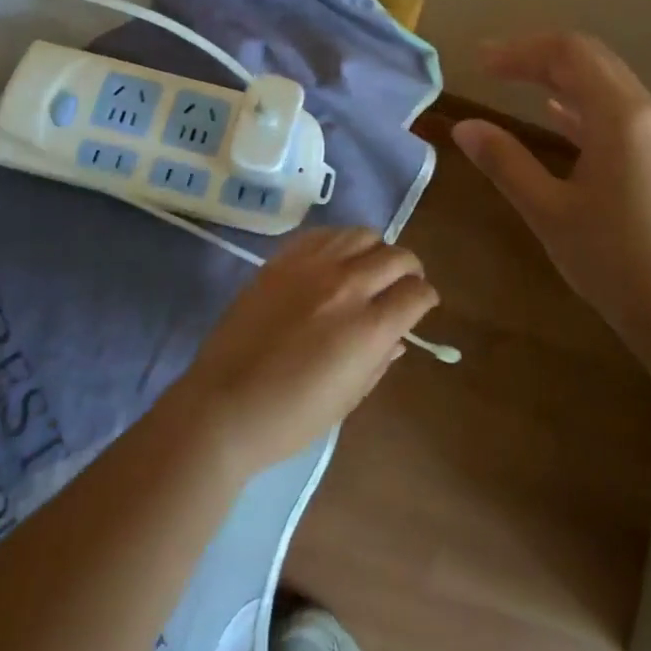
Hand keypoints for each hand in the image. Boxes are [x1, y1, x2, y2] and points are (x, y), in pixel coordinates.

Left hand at [172, 228, 437, 475]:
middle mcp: (347, 286)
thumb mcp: (350, 397)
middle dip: (410, 270)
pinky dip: (340, 242)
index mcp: (369, 327)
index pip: (416, 293)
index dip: (425, 299)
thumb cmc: (292, 417)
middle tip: (403, 285)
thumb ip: (380, 359)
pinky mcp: (282, 260)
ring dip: (376, 250)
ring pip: (362, 234)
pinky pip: (323, 234)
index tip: (421, 306)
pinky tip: (336, 260)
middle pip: (397, 256)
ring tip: (369, 268)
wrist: (225, 405)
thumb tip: (397, 337)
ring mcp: (311, 267)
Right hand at [451, 33, 650, 331]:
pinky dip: (580, 104)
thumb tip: (464, 126)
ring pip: (605, 84)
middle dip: (538, 56)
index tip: (480, 63)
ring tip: (514, 81)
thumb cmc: (614, 261)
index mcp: (621, 116)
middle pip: (590, 60)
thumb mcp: (549, 211)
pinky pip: (617, 112)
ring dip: (559, 77)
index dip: (520, 50)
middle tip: (490, 66)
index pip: (569, 52)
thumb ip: (505, 162)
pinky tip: (554, 114)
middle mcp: (647, 113)